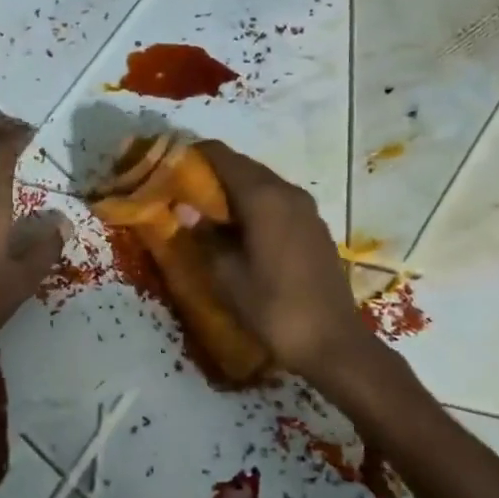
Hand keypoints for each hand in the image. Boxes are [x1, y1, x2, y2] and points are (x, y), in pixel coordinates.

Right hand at [192, 140, 374, 379]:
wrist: (332, 343)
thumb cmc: (274, 307)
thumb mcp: (227, 275)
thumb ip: (204, 235)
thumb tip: (184, 209)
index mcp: (264, 197)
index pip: (221, 156)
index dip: (192, 155)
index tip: (166, 166)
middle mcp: (288, 192)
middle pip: (242, 166)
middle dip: (210, 173)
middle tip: (179, 191)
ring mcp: (306, 209)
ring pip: (261, 184)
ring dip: (232, 190)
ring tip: (204, 211)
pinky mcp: (314, 226)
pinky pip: (276, 201)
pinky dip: (253, 204)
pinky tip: (237, 230)